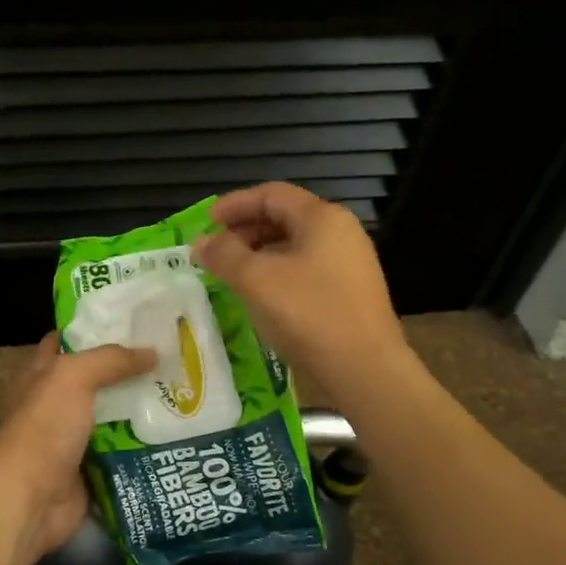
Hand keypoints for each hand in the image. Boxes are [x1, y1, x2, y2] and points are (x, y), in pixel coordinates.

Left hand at [0, 333, 154, 564]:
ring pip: (113, 413)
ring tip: (184, 390)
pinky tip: (176, 431)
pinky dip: (145, 443)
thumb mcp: (72, 378)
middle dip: (130, 368)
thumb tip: (152, 353)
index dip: (97, 327)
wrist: (30, 502)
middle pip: (97, 378)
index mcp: (41, 374)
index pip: (68, 340)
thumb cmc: (43, 429)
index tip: (137, 320)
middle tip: (172, 356)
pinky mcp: (91, 467)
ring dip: (142, 406)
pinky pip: (123, 449)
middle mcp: (55, 402)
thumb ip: (111, 360)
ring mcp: (73, 437)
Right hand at [192, 182, 406, 390]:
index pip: (271, 195)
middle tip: (214, 250)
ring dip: (258, 253)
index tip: (205, 222)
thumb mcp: (256, 280)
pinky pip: (305, 268)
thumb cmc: (309, 314)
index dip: (234, 204)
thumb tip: (200, 243)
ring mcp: (349, 263)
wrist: (365, 369)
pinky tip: (259, 295)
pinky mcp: (350, 291)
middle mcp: (340, 232)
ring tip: (231, 273)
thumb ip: (224, 255)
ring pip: (294, 245)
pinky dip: (277, 272)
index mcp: (322, 218)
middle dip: (244, 230)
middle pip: (284, 217)